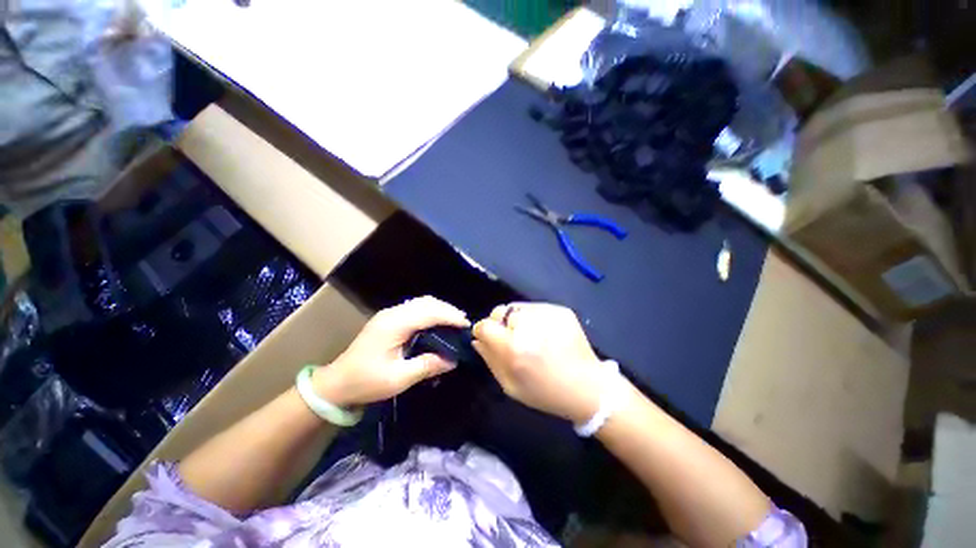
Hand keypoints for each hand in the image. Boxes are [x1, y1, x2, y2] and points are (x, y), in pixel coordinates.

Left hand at [313, 296, 468, 406]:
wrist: (336, 383)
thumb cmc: (366, 382)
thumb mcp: (398, 378)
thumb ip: (427, 366)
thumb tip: (452, 360)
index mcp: (394, 325)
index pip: (429, 313)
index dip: (450, 316)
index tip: (466, 325)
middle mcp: (393, 313)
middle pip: (426, 302)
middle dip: (447, 310)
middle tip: (463, 323)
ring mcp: (389, 314)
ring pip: (421, 303)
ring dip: (439, 309)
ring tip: (454, 321)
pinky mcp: (388, 319)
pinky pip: (415, 308)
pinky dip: (430, 312)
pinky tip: (437, 322)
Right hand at [472, 303, 612, 423]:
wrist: (588, 388)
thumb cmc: (545, 392)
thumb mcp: (510, 386)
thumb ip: (490, 359)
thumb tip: (477, 339)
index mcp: (514, 347)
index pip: (484, 325)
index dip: (483, 332)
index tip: (489, 339)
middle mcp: (528, 325)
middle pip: (499, 312)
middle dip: (500, 324)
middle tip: (512, 340)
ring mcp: (546, 314)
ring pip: (516, 308)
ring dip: (516, 320)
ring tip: (530, 336)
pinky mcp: (560, 309)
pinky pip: (534, 307)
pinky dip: (533, 318)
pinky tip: (544, 333)